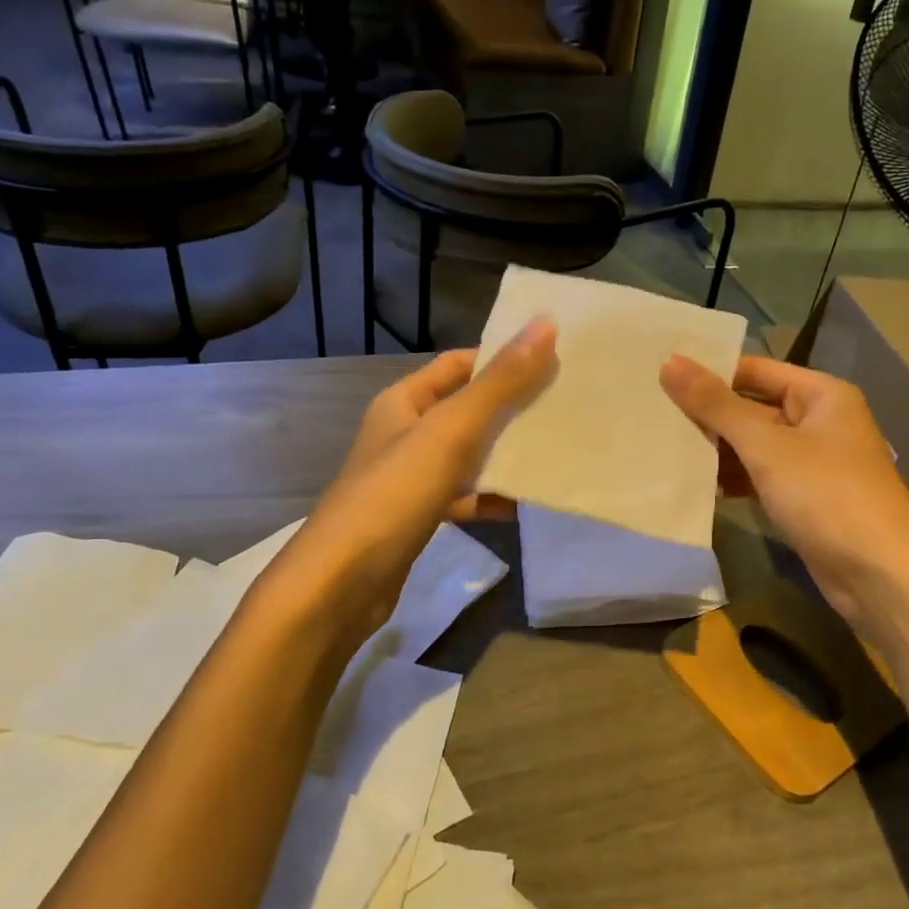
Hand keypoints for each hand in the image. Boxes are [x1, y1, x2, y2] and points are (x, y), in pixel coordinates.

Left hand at [284, 321, 556, 630]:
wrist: (343, 584)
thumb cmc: (394, 494)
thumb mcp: (451, 431)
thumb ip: (499, 383)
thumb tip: (545, 325)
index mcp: (403, 401)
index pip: (458, 364)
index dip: (501, 357)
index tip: (552, 359)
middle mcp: (405, 433)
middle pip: (467, 409)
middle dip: (512, 408)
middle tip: (565, 404)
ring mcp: (411, 478)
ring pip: (469, 455)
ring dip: (506, 454)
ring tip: (556, 451)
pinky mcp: (419, 517)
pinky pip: (464, 496)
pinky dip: (490, 497)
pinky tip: (522, 504)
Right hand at [660, 354, 908, 630]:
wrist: (881, 575)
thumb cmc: (826, 495)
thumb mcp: (766, 445)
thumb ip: (716, 405)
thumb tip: (669, 361)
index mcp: (820, 395)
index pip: (754, 370)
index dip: (710, 371)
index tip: (659, 375)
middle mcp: (819, 421)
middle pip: (752, 407)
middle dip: (707, 414)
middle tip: (650, 411)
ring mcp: (812, 462)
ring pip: (753, 445)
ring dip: (716, 449)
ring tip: (660, 445)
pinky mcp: (804, 498)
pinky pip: (760, 476)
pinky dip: (732, 478)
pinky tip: (694, 483)